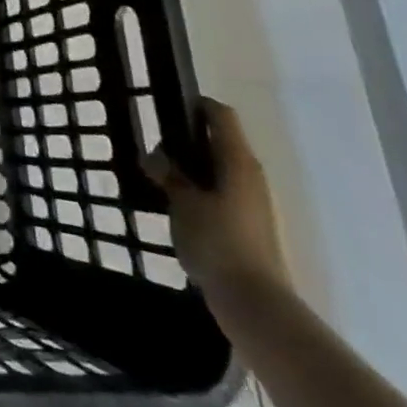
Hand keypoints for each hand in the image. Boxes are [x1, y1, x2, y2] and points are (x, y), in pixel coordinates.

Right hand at [147, 98, 289, 304]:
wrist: (253, 301)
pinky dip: (199, 190)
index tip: (164, 109)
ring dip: (191, 167)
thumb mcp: (182, 202)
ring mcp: (252, 202)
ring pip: (219, 169)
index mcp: (237, 160)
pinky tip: (175, 204)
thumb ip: (168, 174)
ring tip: (158, 175)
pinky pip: (220, 193)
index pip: (220, 115)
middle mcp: (250, 175)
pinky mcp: (248, 225)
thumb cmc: (217, 240)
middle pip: (219, 141)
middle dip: (186, 139)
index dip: (195, 105)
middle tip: (153, 145)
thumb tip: (154, 157)